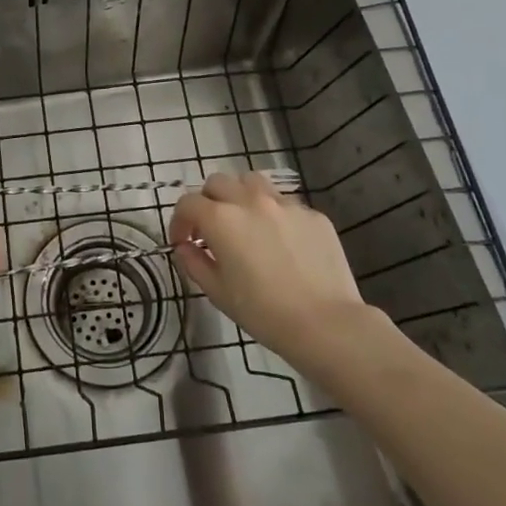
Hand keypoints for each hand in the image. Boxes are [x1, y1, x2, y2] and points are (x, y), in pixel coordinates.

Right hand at [169, 171, 374, 372]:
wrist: (326, 324)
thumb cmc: (263, 312)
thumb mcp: (217, 292)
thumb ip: (193, 263)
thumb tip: (184, 247)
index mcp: (222, 219)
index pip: (188, 203)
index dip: (179, 221)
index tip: (183, 242)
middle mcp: (251, 201)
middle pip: (218, 183)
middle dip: (208, 202)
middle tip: (211, 230)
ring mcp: (285, 204)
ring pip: (252, 182)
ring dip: (239, 196)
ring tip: (245, 222)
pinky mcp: (313, 215)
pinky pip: (285, 204)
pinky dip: (273, 214)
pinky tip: (281, 242)